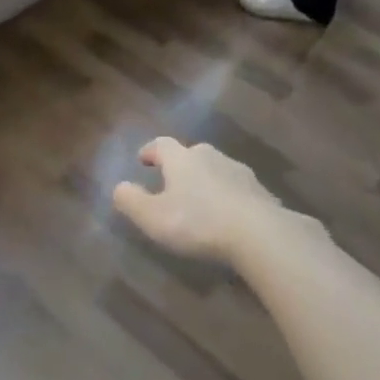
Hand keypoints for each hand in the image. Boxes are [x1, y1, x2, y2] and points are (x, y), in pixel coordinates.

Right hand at [112, 138, 284, 265]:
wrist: (259, 234)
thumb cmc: (197, 223)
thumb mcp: (152, 217)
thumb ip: (130, 201)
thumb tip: (119, 187)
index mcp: (182, 159)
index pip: (161, 145)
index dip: (150, 151)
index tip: (142, 160)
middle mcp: (211, 157)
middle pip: (191, 154)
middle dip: (179, 165)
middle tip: (171, 182)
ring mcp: (239, 172)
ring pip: (216, 170)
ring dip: (205, 181)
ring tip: (199, 201)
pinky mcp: (261, 192)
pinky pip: (237, 189)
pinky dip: (227, 197)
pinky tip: (226, 216)